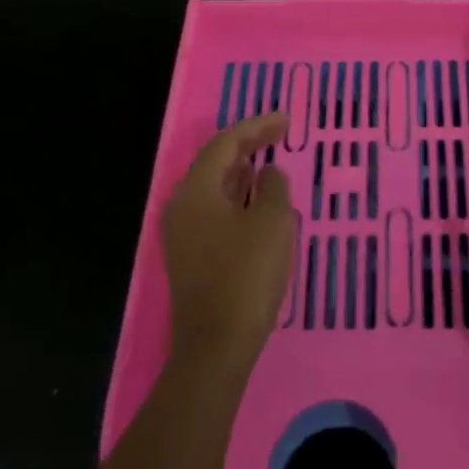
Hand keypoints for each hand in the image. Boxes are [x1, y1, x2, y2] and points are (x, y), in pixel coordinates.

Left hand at [162, 112, 294, 381]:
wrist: (215, 348)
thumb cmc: (245, 277)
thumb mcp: (271, 222)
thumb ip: (272, 187)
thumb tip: (267, 173)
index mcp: (196, 190)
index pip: (225, 143)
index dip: (257, 126)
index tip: (286, 120)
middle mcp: (181, 205)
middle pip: (215, 162)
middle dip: (248, 144)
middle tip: (280, 133)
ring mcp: (182, 233)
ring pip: (214, 186)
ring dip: (242, 170)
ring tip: (270, 159)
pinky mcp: (190, 255)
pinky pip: (214, 209)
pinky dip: (237, 195)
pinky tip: (257, 200)